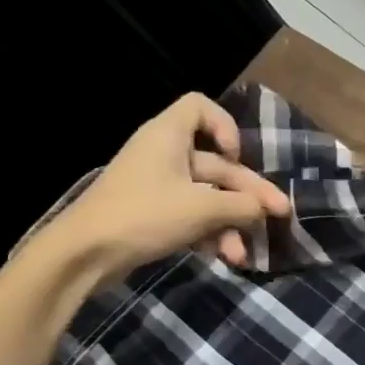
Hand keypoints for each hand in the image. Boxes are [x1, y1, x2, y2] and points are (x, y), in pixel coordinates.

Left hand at [47, 93, 289, 278]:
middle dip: (248, 193)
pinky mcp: (154, 214)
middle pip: (217, 164)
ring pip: (208, 196)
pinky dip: (211, 233)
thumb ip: (241, 206)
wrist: (84, 254)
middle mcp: (164, 154)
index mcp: (169, 136)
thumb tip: (264, 209)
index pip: (199, 107)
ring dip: (232, 222)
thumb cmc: (145, 215)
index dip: (225, 126)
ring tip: (245, 253)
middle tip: (280, 215)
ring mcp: (158, 186)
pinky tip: (227, 258)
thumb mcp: (203, 210)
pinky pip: (193, 215)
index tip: (236, 155)